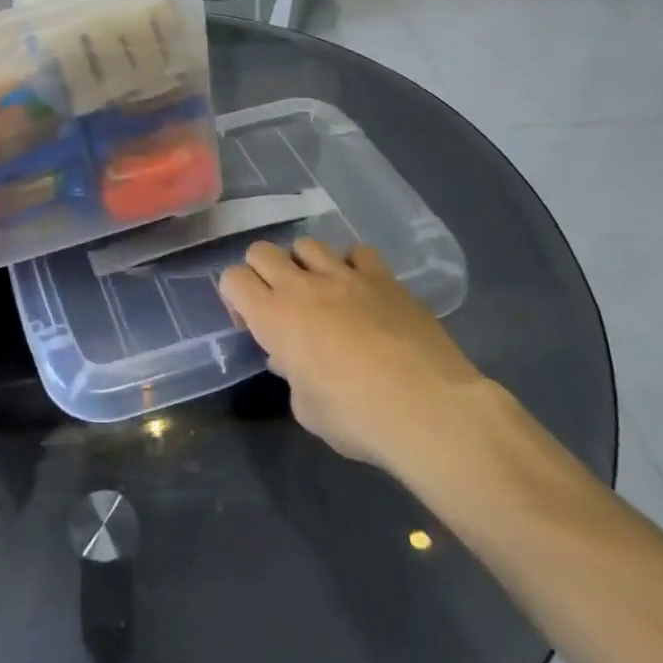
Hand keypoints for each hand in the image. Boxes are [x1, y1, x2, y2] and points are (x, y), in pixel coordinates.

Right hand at [219, 240, 490, 481]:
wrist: (429, 409)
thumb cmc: (357, 418)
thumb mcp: (308, 410)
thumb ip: (292, 377)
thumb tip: (290, 360)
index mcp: (274, 317)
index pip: (233, 279)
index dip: (235, 297)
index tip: (251, 323)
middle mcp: (302, 286)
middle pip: (262, 250)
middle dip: (263, 272)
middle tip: (280, 304)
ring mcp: (345, 276)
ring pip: (307, 244)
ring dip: (306, 265)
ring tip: (322, 293)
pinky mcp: (384, 277)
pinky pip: (358, 252)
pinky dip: (353, 266)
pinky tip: (362, 290)